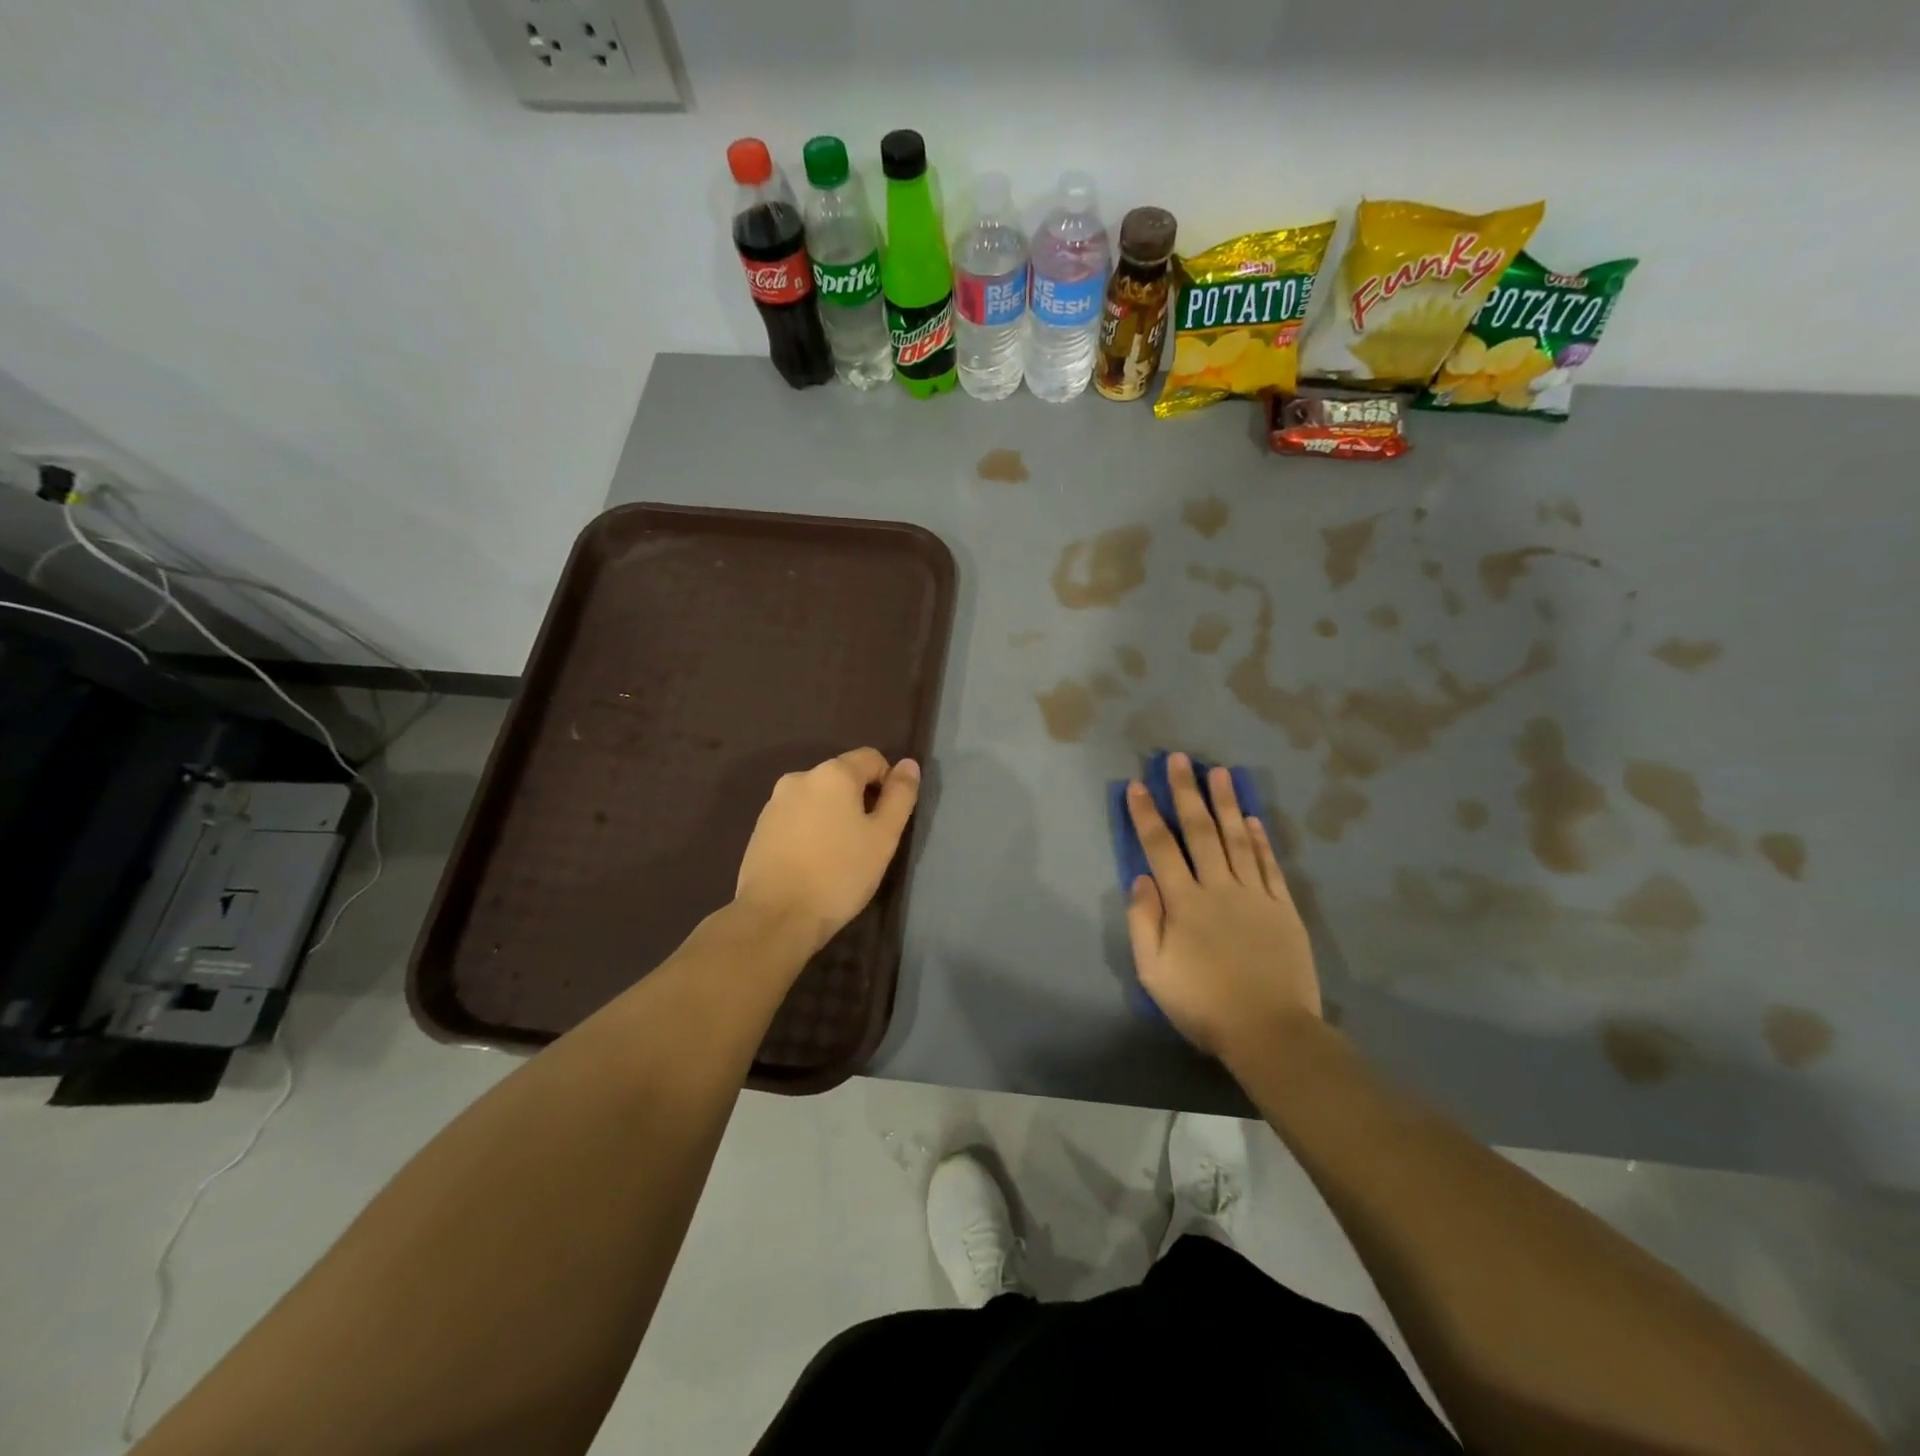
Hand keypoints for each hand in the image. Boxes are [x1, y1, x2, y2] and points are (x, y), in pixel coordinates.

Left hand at [733, 748, 920, 955]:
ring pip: (818, 798)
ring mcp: (775, 802)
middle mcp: (800, 777)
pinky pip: (796, 817)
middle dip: (859, 801)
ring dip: (833, 816)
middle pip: (842, 777)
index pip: (871, 758)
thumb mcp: (883, 837)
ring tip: (839, 855)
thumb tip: (909, 764)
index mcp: (833, 773)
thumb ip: (900, 796)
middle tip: (866, 842)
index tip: (888, 820)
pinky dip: (810, 830)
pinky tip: (813, 862)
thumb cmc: (839, 874)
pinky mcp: (760, 827)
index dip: (887, 783)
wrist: (775, 916)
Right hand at [1125, 753, 1320, 1062]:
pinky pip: (1270, 865)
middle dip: (1187, 792)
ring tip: (1220, 772)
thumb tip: (1141, 878)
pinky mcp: (1283, 908)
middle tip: (1180, 760)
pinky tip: (1254, 819)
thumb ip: (1144, 921)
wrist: (1270, 1031)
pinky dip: (1261, 840)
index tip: (1137, 785)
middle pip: (1200, 831)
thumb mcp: (1154, 971)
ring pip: (1238, 839)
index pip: (1160, 847)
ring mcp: (1255, 895)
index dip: (1147, 814)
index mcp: (1184, 902)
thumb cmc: (1203, 1004)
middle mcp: (1219, 887)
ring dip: (1226, 804)